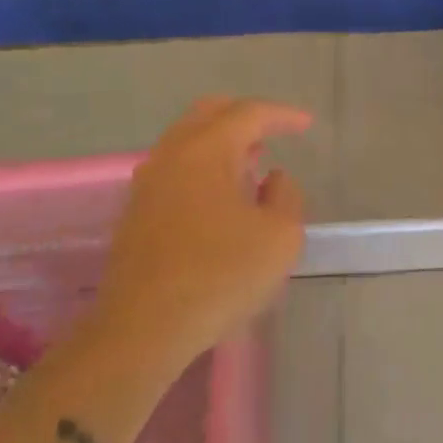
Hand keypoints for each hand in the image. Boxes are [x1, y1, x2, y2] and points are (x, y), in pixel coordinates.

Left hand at [97, 96, 312, 366]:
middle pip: (209, 114)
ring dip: (221, 143)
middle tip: (272, 131)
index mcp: (207, 151)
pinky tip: (219, 195)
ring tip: (250, 161)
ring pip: (186, 141)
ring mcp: (148, 184)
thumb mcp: (280, 237)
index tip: (306, 125)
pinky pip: (175, 169)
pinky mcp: (136, 213)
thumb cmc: (220, 276)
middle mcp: (172, 156)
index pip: (248, 113)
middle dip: (244, 117)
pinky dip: (202, 166)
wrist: (144, 328)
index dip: (282, 115)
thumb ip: (287, 196)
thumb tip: (273, 179)